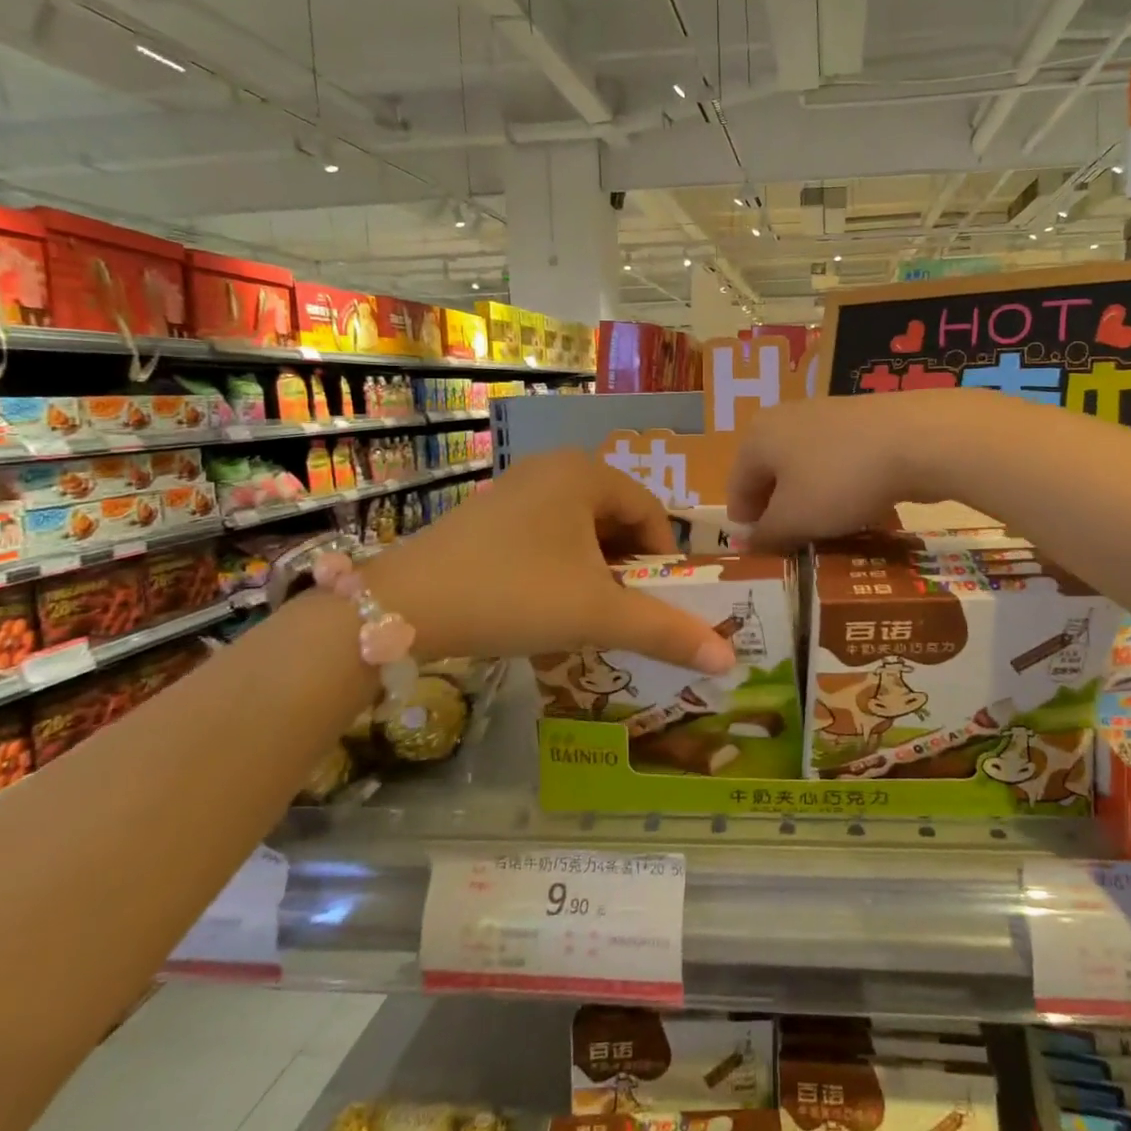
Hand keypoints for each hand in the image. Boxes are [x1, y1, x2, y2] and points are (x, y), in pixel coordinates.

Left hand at [365, 453, 736, 670]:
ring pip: (581, 531)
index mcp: (586, 473)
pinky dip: (562, 568)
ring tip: (589, 615)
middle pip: (616, 520)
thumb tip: (729, 662)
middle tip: (626, 612)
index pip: (651, 513)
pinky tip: (547, 605)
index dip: (664, 562)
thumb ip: (665, 632)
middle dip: (629, 569)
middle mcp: (553, 468)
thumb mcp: (596, 614)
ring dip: (596, 572)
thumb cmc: (514, 594)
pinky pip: (547, 536)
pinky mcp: (488, 515)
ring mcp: (516, 489)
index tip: (659, 604)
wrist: (401, 608)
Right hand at [728, 388, 999, 548]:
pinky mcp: (861, 422)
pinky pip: (838, 464)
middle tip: (799, 547)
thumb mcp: (794, 519)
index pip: (736, 490)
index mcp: (756, 437)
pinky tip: (861, 507)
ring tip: (832, 532)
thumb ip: (766, 535)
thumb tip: (750, 542)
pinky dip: (841, 488)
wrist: (917, 440)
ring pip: (806, 472)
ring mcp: (824, 416)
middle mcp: (784, 419)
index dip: (748, 528)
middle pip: (771, 479)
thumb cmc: (839, 480)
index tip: (768, 556)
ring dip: (813, 504)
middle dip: (782, 515)